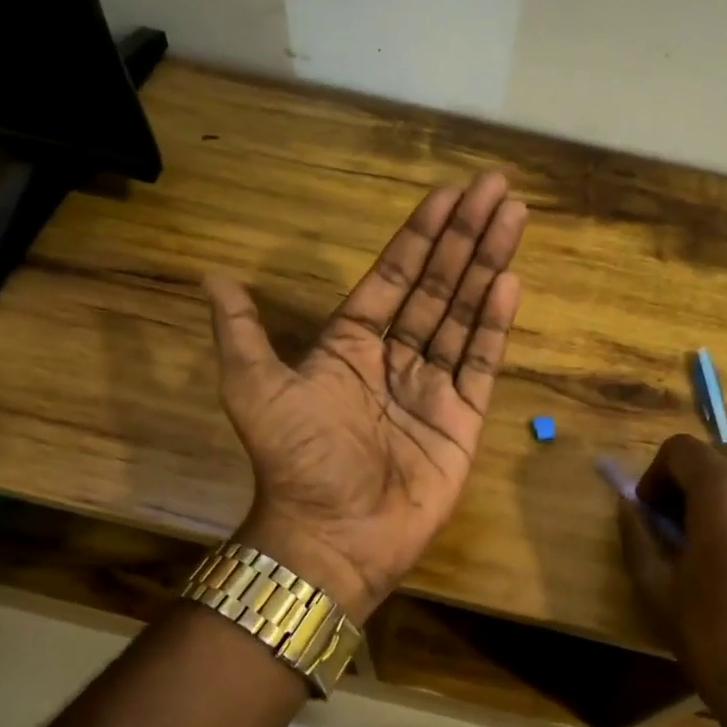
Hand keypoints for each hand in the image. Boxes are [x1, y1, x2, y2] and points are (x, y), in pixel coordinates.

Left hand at [205, 172, 527, 620]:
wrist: (333, 537)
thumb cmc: (298, 461)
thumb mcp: (255, 388)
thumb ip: (242, 331)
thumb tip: (213, 277)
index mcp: (350, 345)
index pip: (393, 277)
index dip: (420, 236)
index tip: (449, 196)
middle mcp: (395, 358)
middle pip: (436, 286)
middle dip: (465, 237)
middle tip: (496, 189)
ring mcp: (433, 387)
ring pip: (463, 315)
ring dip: (487, 267)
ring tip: (512, 220)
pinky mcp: (462, 419)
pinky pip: (481, 362)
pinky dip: (495, 324)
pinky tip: (509, 282)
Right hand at [617, 435, 726, 726]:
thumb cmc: (719, 643)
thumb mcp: (658, 590)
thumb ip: (637, 534)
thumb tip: (631, 507)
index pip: (679, 450)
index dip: (656, 477)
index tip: (651, 516)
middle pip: (718, 457)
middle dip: (690, 484)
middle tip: (678, 532)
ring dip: (725, 496)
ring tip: (718, 548)